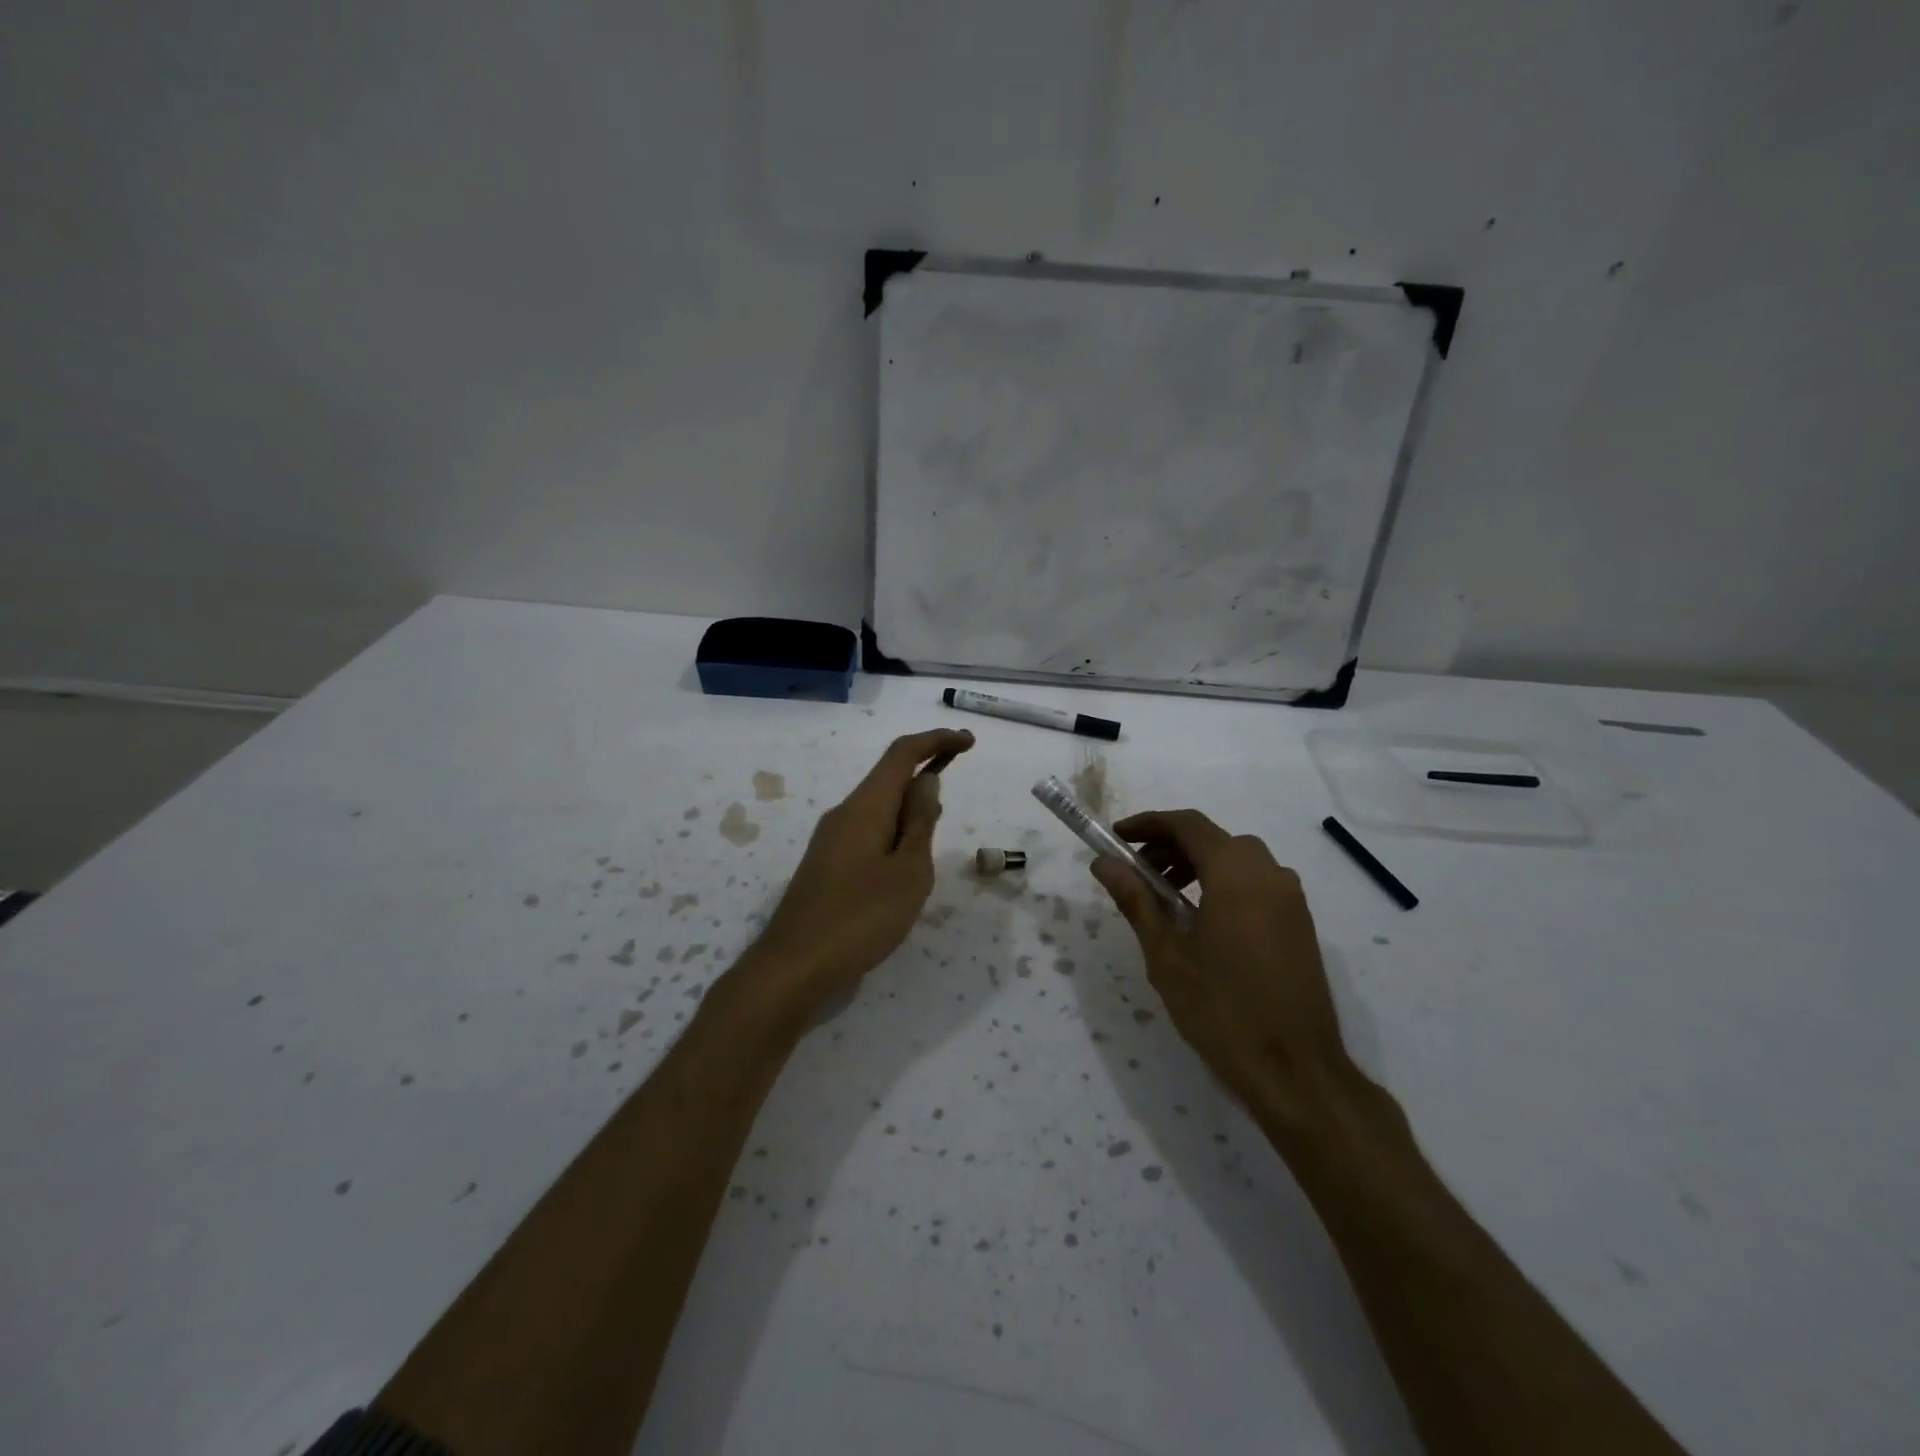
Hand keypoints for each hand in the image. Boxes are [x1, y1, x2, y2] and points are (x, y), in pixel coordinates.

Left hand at [748, 728, 974, 1009]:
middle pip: (888, 776)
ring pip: (878, 806)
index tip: (969, 741)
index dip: (936, 740)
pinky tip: (906, 857)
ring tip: (937, 823)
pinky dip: (894, 828)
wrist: (794, 964)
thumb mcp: (908, 871)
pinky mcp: (826, 863)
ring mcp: (831, 839)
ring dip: (910, 803)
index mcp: (866, 806)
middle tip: (958, 775)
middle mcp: (845, 813)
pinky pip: (867, 829)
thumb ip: (920, 823)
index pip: (902, 754)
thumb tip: (927, 781)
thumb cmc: (861, 917)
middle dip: (925, 768)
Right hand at [1090, 810, 1360, 1130]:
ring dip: (1197, 864)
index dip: (1149, 824)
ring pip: (1237, 859)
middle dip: (1170, 845)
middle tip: (1136, 872)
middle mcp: (1269, 873)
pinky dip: (1222, 883)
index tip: (1117, 836)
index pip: (1188, 825)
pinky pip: (1256, 882)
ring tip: (1164, 897)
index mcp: (1236, 874)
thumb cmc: (1222, 1010)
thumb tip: (1104, 863)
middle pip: (1213, 839)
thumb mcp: (1167, 955)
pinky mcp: (1299, 922)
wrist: (1297, 1071)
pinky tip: (1201, 919)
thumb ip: (1136, 900)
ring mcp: (1290, 898)